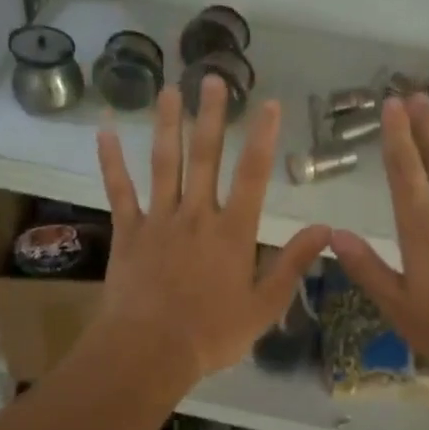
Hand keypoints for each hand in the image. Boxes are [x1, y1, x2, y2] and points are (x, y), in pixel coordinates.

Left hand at [92, 76, 330, 391]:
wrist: (149, 351)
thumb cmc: (211, 334)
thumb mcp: (264, 306)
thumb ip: (293, 264)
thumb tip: (325, 230)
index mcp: (232, 232)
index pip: (253, 175)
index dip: (262, 137)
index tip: (269, 104)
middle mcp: (196, 215)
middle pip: (205, 157)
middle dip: (211, 116)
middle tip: (212, 78)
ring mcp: (158, 220)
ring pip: (164, 163)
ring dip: (167, 124)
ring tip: (169, 89)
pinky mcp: (127, 232)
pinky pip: (119, 190)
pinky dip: (111, 161)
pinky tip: (104, 131)